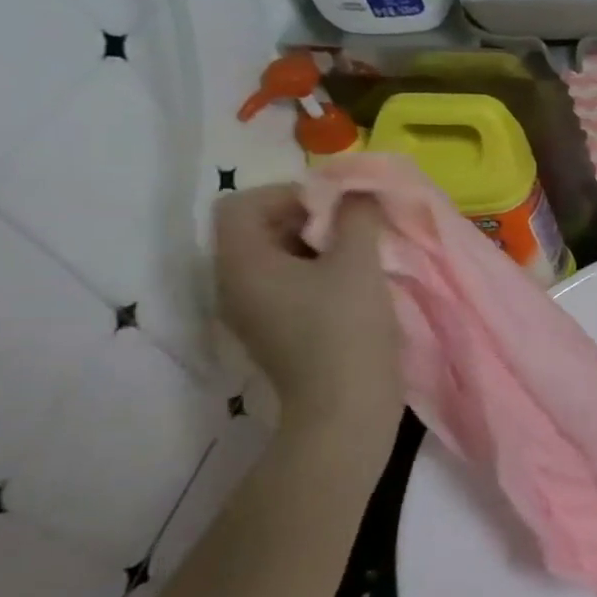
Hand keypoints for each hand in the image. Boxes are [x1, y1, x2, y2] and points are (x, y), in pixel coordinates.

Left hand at [213, 184, 400, 423]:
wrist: (346, 407)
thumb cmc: (347, 329)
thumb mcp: (358, 263)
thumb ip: (357, 216)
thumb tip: (359, 189)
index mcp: (241, 264)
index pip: (242, 204)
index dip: (289, 193)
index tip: (339, 207)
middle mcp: (233, 284)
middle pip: (259, 229)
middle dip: (310, 218)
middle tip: (357, 227)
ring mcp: (253, 311)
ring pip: (278, 257)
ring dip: (320, 246)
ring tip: (363, 254)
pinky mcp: (276, 330)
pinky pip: (289, 284)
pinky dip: (319, 272)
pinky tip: (357, 285)